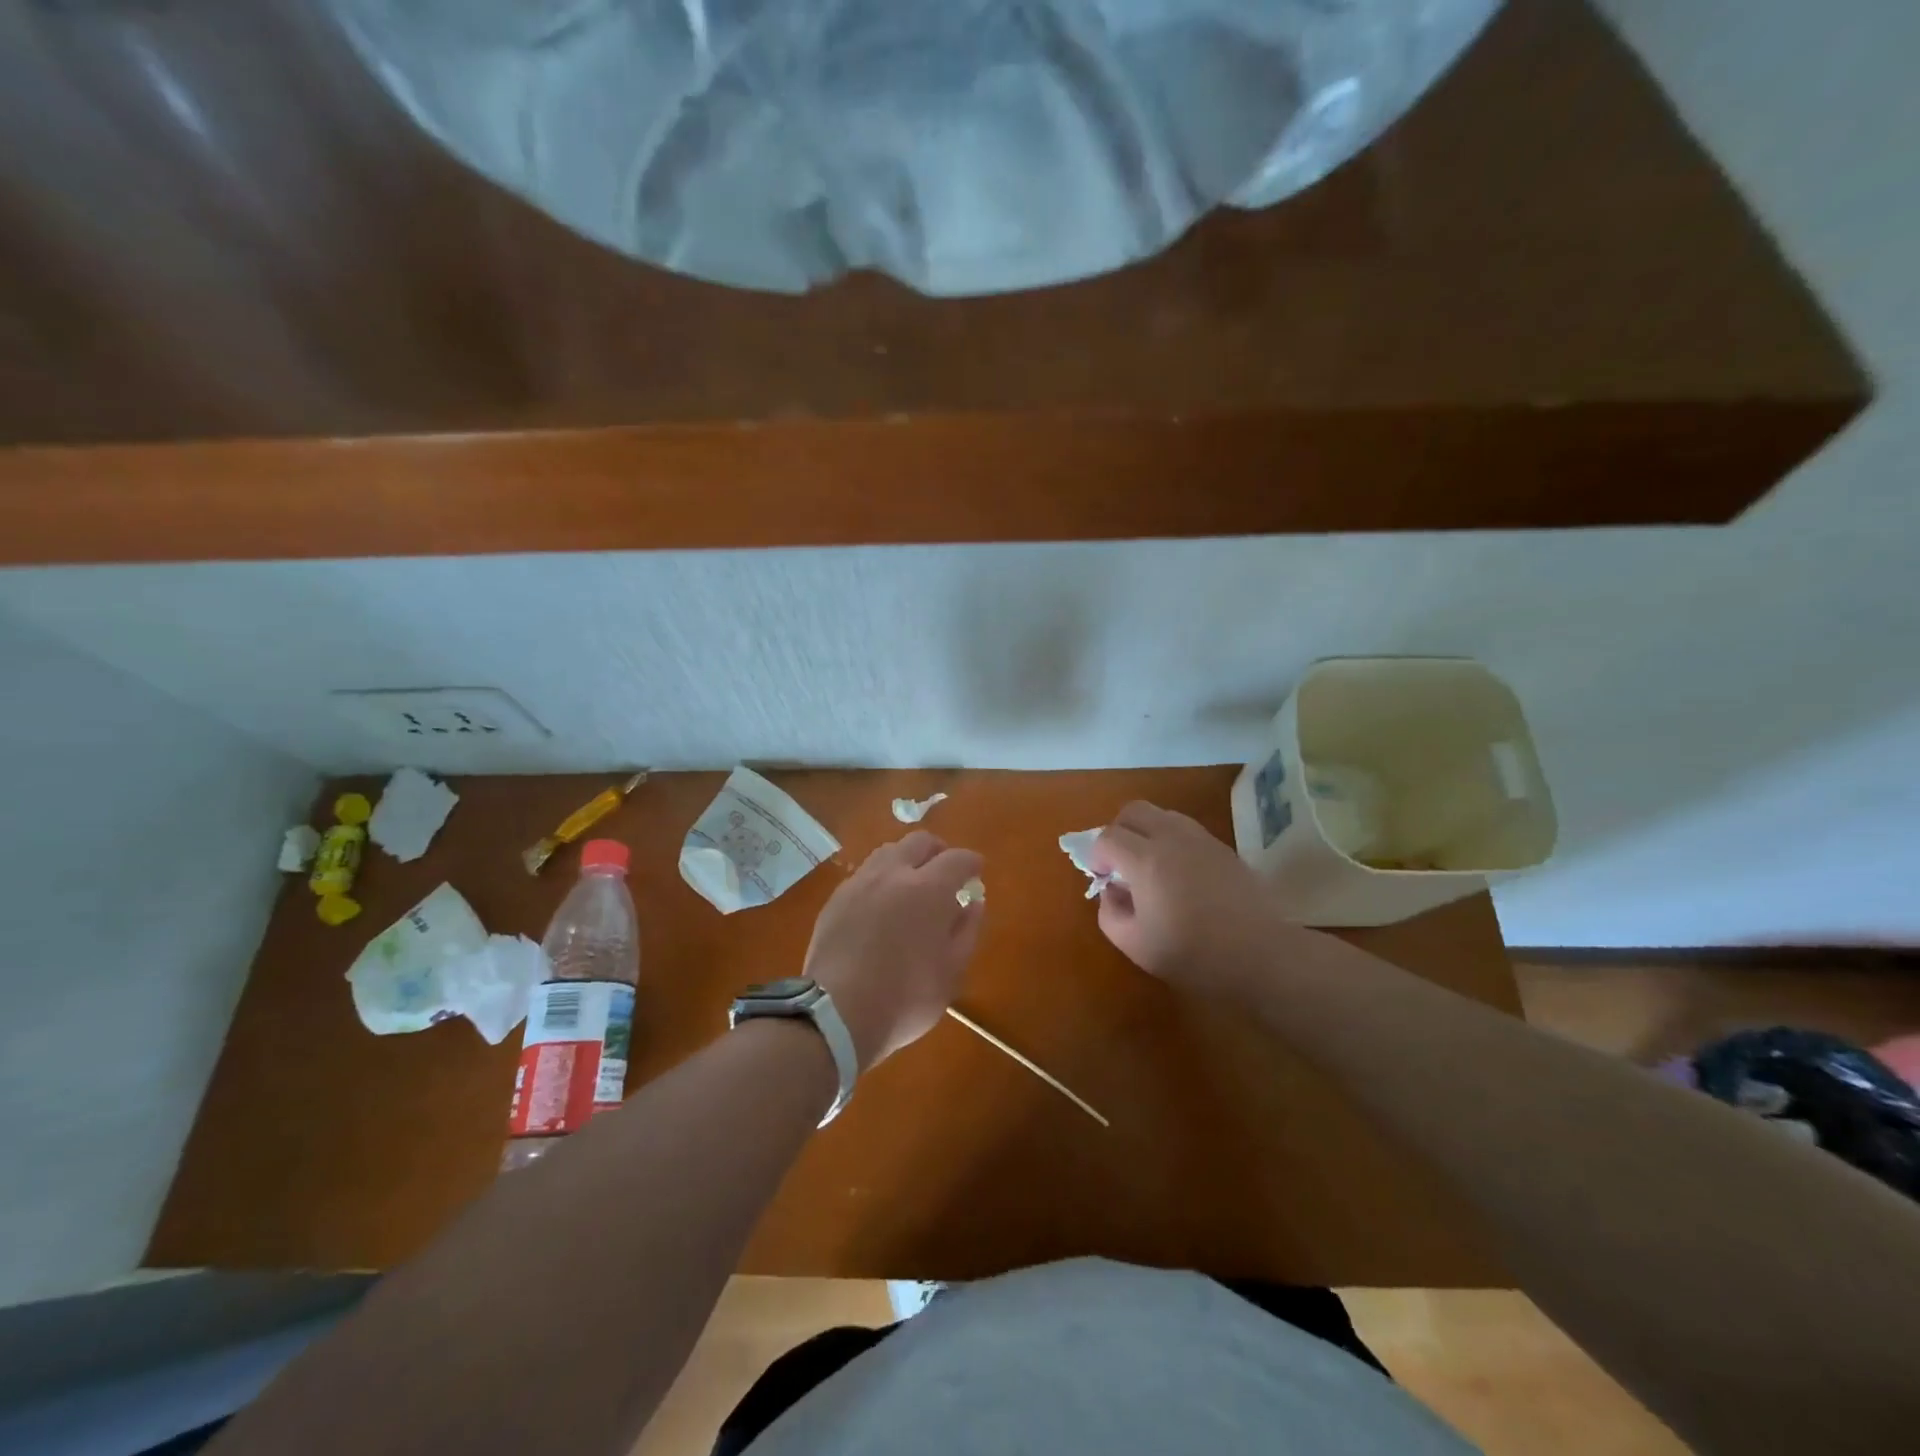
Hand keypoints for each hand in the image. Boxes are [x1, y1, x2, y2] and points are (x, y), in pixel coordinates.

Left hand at [803, 831, 984, 1070]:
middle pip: (919, 842)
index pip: (957, 859)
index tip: (977, 872)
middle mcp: (893, 875)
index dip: (971, 862)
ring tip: (912, 885)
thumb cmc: (905, 998)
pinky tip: (881, 904)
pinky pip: (864, 875)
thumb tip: (974, 903)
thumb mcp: (951, 972)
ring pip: (888, 852)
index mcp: (928, 889)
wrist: (836, 1014)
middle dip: (938, 851)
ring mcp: (859, 884)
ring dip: (906, 860)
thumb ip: (967, 931)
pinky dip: (881, 879)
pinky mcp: (835, 900)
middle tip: (945, 873)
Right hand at [1089, 801, 1288, 997]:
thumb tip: (1112, 890)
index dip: (1097, 856)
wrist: (1261, 956)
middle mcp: (1172, 838)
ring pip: (1163, 815)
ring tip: (1151, 867)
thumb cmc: (1193, 954)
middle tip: (1120, 863)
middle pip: (1134, 811)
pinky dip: (1172, 841)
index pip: (1107, 837)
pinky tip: (1180, 875)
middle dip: (1118, 831)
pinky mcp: (1223, 848)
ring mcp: (1201, 839)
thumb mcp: (1135, 945)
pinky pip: (1187, 829)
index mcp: (1146, 860)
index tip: (1103, 879)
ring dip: (1147, 832)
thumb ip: (1110, 912)